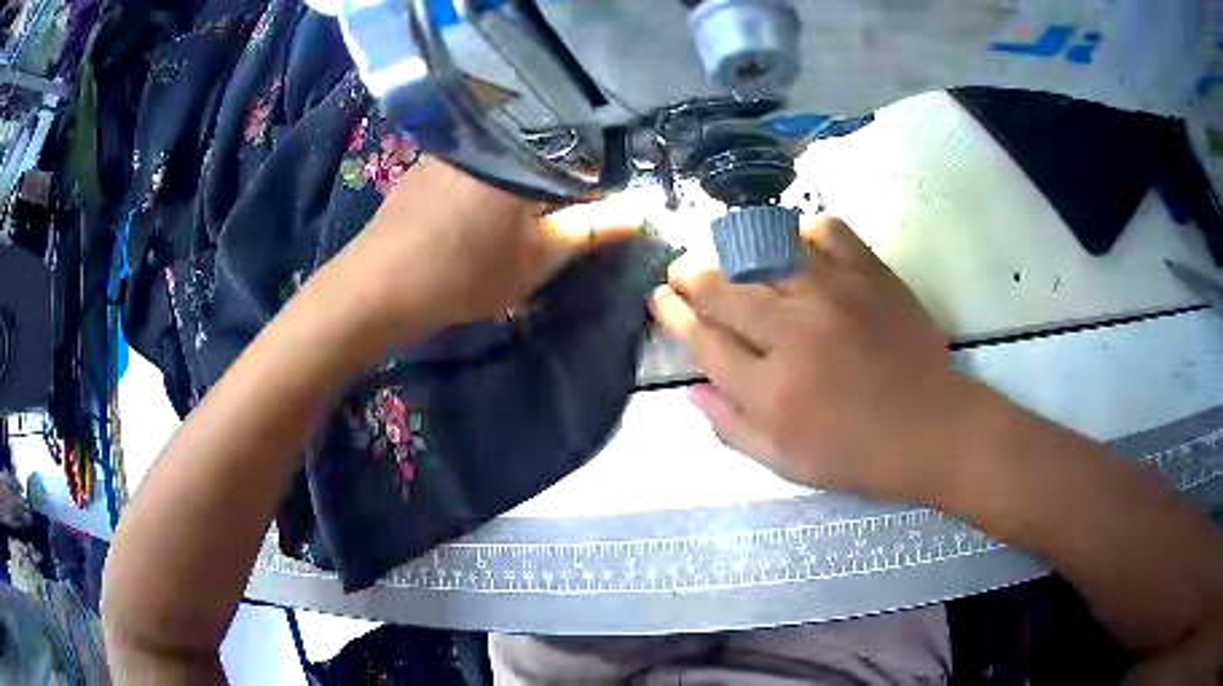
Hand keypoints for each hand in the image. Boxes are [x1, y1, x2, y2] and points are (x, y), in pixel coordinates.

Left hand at [333, 158, 634, 339]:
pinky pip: (474, 163)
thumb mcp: (536, 258)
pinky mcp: (426, 165)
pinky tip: (477, 215)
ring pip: (505, 158)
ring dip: (520, 183)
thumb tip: (640, 212)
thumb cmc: (464, 273)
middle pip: (541, 151)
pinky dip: (487, 183)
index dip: (596, 184)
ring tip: (519, 220)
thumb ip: (590, 230)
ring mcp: (452, 147)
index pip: (581, 154)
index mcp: (521, 152)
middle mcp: (488, 137)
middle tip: (558, 221)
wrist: (377, 288)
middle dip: (557, 182)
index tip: (598, 212)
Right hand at [651, 216, 975, 501]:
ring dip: (734, 248)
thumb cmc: (859, 456)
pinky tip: (798, 246)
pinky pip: (826, 231)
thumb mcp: (787, 464)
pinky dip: (804, 231)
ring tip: (727, 252)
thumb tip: (691, 389)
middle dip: (691, 275)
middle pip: (724, 290)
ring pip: (765, 253)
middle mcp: (795, 336)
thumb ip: (733, 428)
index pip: (704, 342)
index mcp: (772, 393)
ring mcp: (834, 297)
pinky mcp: (870, 275)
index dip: (674, 316)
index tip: (661, 299)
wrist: (934, 430)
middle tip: (680, 269)